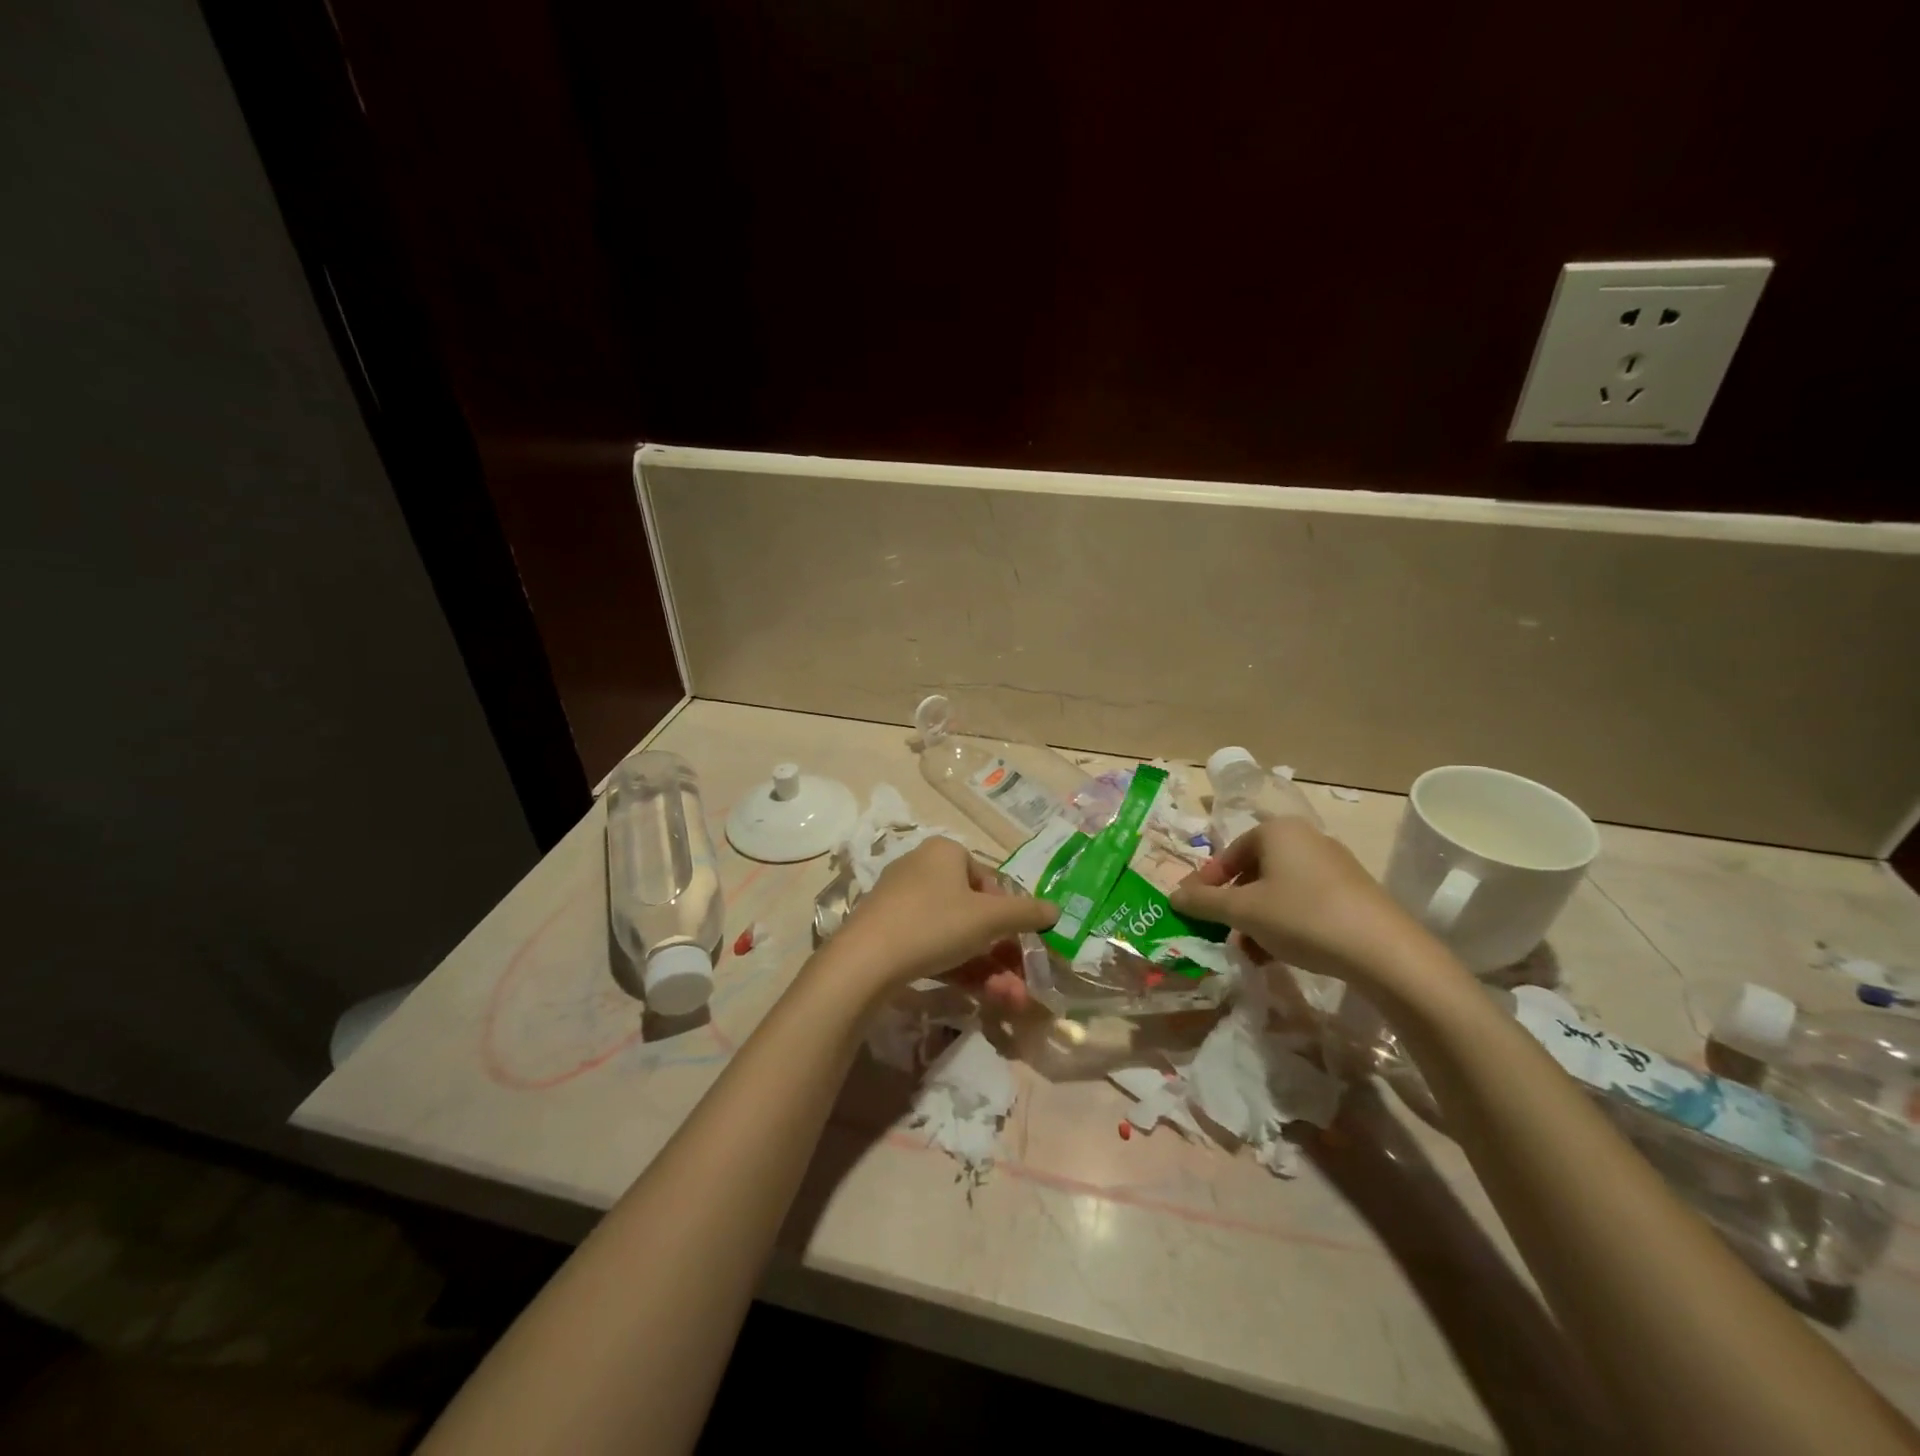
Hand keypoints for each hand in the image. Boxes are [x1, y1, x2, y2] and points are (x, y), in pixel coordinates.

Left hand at [830, 837, 1057, 991]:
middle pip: (974, 912)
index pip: (988, 880)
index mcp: (945, 852)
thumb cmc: (934, 923)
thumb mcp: (989, 918)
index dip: (1009, 914)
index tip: (1020, 943)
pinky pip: (932, 946)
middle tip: (1020, 984)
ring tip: (1009, 1000)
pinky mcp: (888, 933)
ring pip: (955, 935)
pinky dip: (958, 968)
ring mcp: (901, 902)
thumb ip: (1026, 913)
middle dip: (1002, 952)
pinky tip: (979, 996)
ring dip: (987, 968)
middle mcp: (921, 869)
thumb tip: (1056, 909)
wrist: (865, 961)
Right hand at [1169, 818, 1434, 985]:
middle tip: (1223, 933)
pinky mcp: (1353, 892)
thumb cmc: (1302, 917)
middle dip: (1234, 905)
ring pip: (1279, 890)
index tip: (1195, 912)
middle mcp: (1305, 838)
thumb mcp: (1243, 911)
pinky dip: (1286, 923)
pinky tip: (1281, 954)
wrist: (1384, 951)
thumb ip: (1204, 902)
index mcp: (1276, 831)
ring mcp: (1333, 864)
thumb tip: (1174, 895)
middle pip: (1254, 871)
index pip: (1228, 854)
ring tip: (1251, 952)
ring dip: (1258, 919)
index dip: (1207, 884)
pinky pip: (1305, 901)